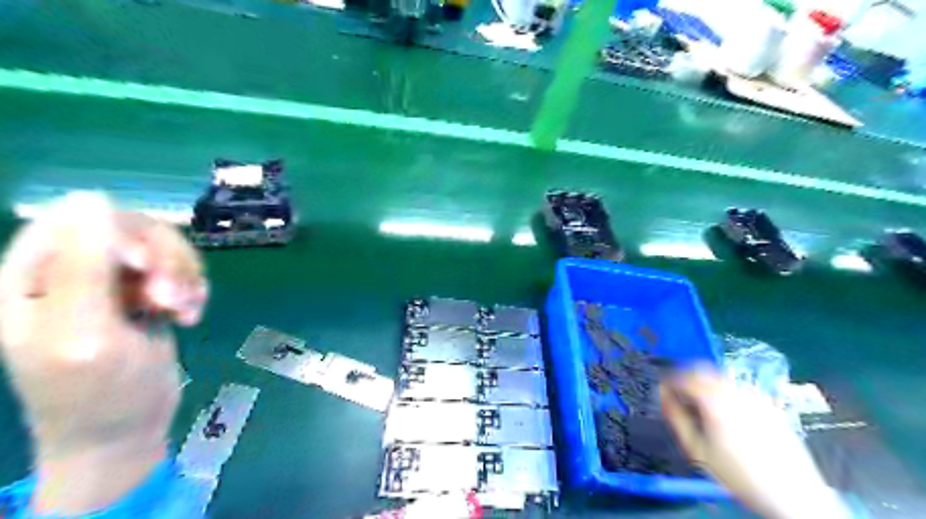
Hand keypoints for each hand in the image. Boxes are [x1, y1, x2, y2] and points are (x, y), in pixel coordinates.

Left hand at [0, 193, 204, 512]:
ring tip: (186, 310)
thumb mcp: (85, 333)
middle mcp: (72, 273)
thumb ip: (84, 267)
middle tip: (171, 298)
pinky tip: (190, 316)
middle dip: (162, 261)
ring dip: (184, 277)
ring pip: (162, 249)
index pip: (76, 219)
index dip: (121, 234)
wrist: (127, 431)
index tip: (147, 268)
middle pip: (130, 230)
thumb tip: (94, 198)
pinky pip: (179, 272)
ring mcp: (113, 284)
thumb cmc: (97, 393)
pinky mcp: (147, 296)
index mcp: (32, 277)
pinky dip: (192, 290)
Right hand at [662, 368, 848, 517]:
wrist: (794, 495)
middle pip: (703, 369)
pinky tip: (725, 412)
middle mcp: (734, 389)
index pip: (683, 377)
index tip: (662, 391)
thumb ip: (677, 419)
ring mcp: (755, 395)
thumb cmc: (738, 474)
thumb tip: (663, 396)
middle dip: (686, 377)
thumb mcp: (698, 450)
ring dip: (705, 383)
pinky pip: (738, 387)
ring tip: (700, 405)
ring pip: (721, 376)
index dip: (668, 381)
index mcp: (714, 399)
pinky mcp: (769, 404)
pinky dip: (724, 391)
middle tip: (678, 394)